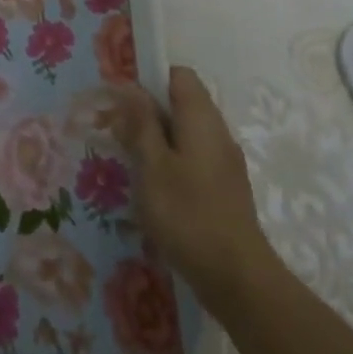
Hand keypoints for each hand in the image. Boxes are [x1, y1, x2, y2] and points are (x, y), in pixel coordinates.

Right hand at [117, 66, 278, 295]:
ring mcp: (224, 162)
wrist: (236, 278)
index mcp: (201, 118)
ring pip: (185, 133)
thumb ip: (140, 124)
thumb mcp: (151, 165)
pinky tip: (152, 189)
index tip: (121, 100)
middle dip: (147, 112)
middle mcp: (217, 133)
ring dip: (156, 140)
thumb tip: (130, 88)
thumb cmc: (187, 214)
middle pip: (181, 103)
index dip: (149, 78)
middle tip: (116, 133)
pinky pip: (193, 158)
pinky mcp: (223, 188)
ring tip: (129, 162)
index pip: (178, 75)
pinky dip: (170, 162)